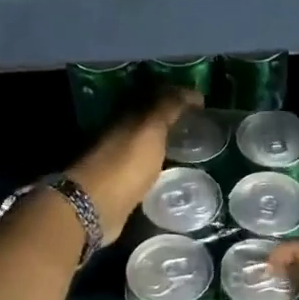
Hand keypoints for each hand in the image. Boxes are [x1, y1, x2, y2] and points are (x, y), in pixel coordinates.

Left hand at [65, 88, 200, 232]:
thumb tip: (190, 91)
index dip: (179, 96)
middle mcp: (121, 133)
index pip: (156, 96)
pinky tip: (173, 172)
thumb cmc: (125, 164)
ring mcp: (119, 160)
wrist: (95, 208)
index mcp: (127, 115)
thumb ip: (168, 107)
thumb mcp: (150, 129)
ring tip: (192, 149)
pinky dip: (159, 164)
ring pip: (147, 144)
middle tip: (200, 125)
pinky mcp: (120, 185)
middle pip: (150, 120)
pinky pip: (145, 167)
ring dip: (166, 142)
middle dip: (173, 119)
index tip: (203, 104)